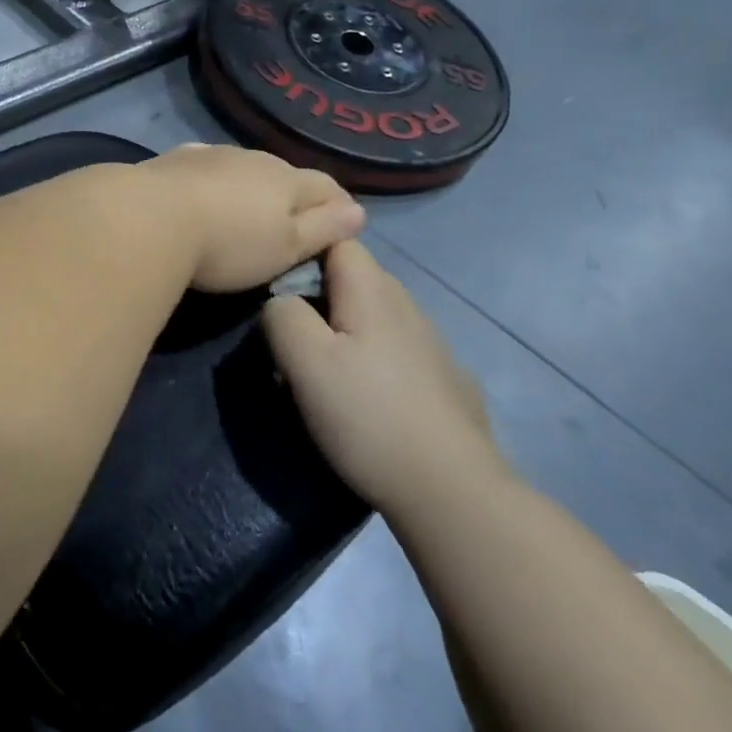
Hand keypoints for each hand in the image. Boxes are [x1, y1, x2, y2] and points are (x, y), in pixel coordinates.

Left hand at [140, 144, 364, 293]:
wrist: (150, 217)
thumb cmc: (229, 242)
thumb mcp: (286, 247)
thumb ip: (323, 229)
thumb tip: (358, 212)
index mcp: (287, 180)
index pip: (326, 186)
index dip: (338, 205)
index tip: (341, 224)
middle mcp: (253, 158)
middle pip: (285, 173)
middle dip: (294, 194)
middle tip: (291, 222)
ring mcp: (212, 155)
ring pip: (244, 167)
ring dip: (251, 185)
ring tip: (245, 209)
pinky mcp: (176, 160)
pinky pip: (206, 166)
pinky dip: (214, 179)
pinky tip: (204, 188)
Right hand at [262, 240, 507, 516]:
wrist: (452, 493)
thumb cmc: (367, 416)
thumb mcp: (304, 361)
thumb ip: (282, 314)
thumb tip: (280, 301)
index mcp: (374, 290)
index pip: (336, 238)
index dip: (302, 254)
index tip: (279, 293)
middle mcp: (408, 305)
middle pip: (353, 278)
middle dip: (318, 298)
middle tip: (291, 342)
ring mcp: (433, 343)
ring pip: (374, 317)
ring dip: (345, 333)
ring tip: (323, 377)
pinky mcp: (445, 380)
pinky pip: (395, 352)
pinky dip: (373, 362)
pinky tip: (367, 402)